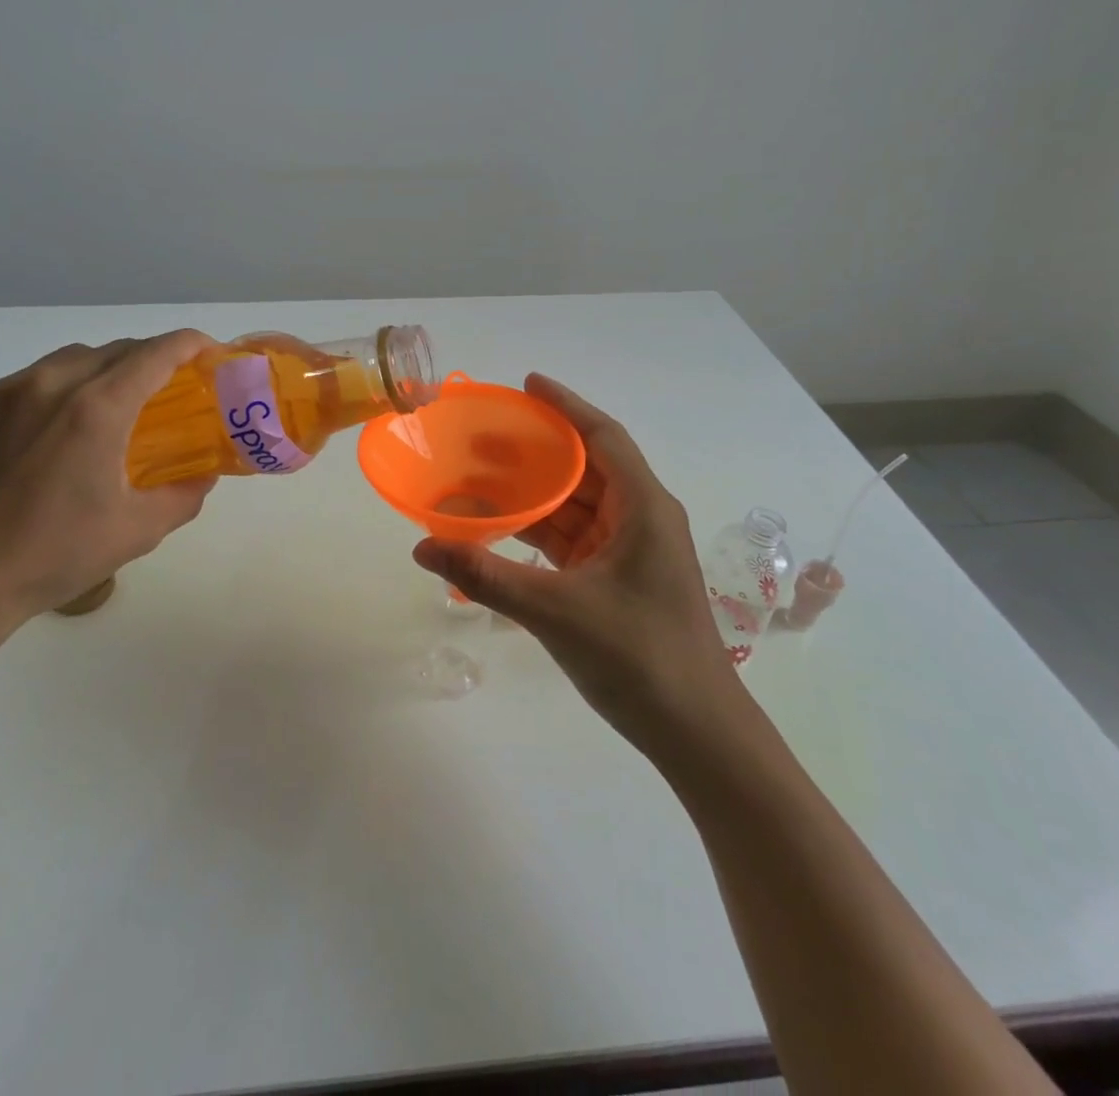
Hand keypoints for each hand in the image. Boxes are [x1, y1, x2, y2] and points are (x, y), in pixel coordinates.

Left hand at [0, 331, 218, 635]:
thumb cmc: (54, 556)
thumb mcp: (138, 530)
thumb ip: (184, 494)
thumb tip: (206, 473)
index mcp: (95, 409)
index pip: (156, 353)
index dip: (190, 344)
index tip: (209, 351)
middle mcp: (47, 384)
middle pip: (113, 350)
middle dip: (149, 359)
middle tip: (167, 389)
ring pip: (66, 361)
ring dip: (100, 372)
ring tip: (108, 408)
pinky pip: (22, 384)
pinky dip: (50, 394)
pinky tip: (47, 435)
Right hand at [412, 374, 734, 751]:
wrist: (696, 734)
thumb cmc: (639, 658)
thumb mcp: (556, 612)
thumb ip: (487, 575)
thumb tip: (422, 546)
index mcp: (642, 507)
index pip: (602, 437)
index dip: (565, 406)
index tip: (526, 385)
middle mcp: (640, 519)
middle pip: (585, 467)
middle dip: (536, 450)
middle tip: (483, 436)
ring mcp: (630, 552)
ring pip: (576, 505)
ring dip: (533, 493)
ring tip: (479, 479)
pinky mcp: (618, 581)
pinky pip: (573, 539)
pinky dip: (539, 530)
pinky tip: (500, 529)